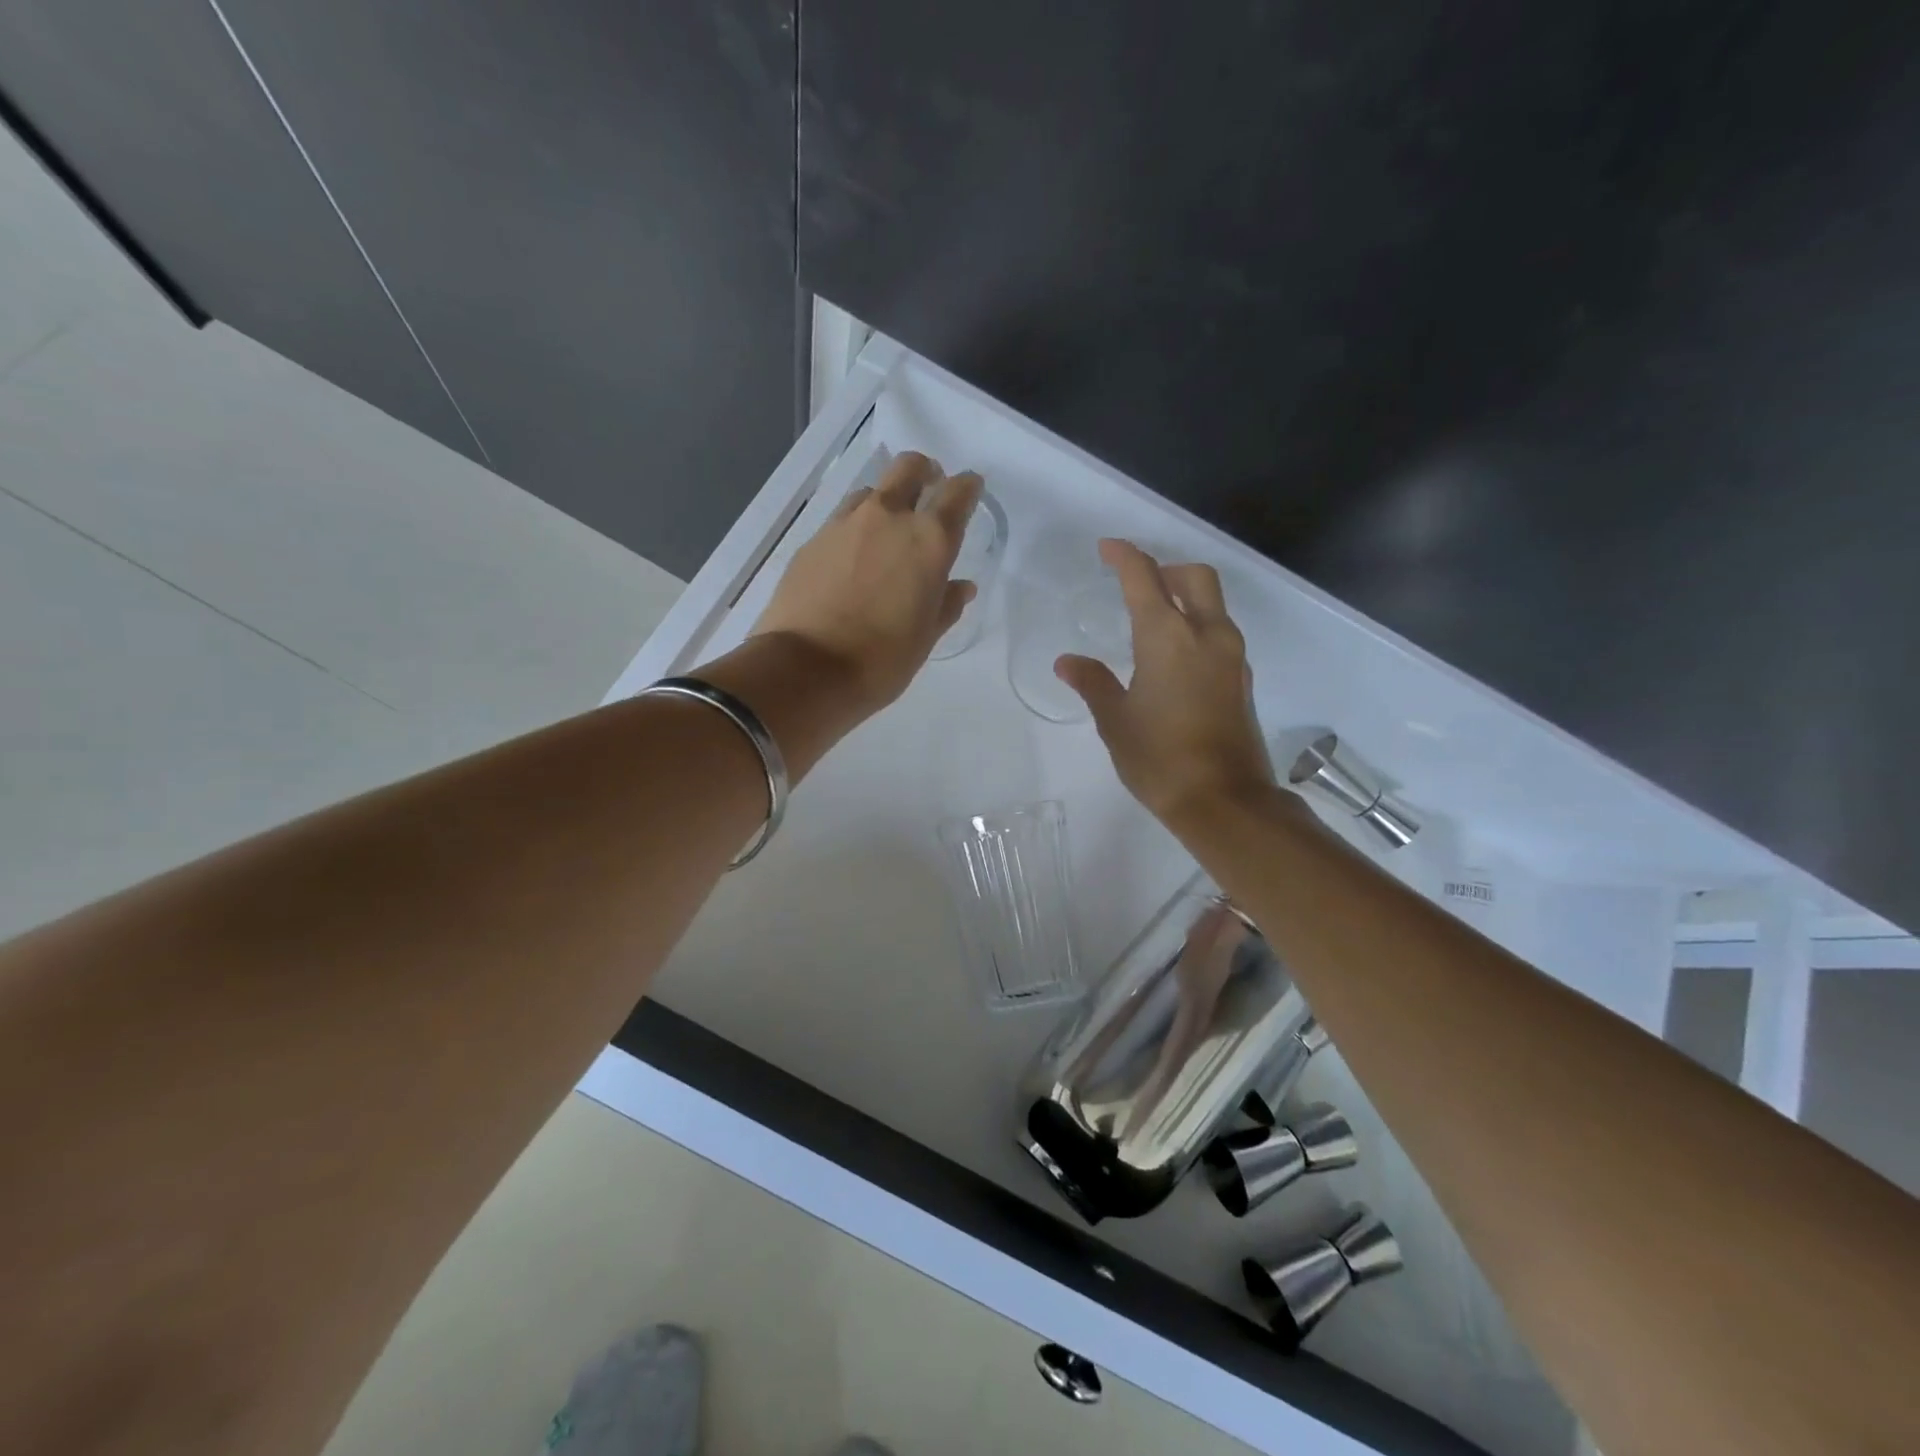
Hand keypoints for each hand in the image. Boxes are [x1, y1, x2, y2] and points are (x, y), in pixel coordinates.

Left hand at [753, 451, 981, 714]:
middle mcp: (888, 518)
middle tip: (928, 492)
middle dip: (924, 472)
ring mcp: (844, 525)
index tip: (971, 490)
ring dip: (885, 501)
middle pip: (908, 467)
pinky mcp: (812, 541)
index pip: (957, 493)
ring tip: (886, 532)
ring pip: (871, 491)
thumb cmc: (881, 660)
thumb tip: (960, 586)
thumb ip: (946, 604)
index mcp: (928, 541)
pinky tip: (852, 560)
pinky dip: (854, 530)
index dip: (968, 487)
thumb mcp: (925, 638)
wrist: (806, 669)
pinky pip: (841, 521)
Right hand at [1055, 540, 1275, 825]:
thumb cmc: (1159, 758)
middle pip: (1194, 577)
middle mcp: (1206, 635)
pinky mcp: (1242, 680)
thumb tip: (1067, 662)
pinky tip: (1175, 658)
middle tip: (1138, 584)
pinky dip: (1197, 627)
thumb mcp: (1115, 720)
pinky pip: (1219, 634)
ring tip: (1153, 621)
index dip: (1124, 556)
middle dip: (1166, 569)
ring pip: (1213, 605)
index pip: (1145, 577)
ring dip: (1186, 598)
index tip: (1107, 548)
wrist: (1223, 800)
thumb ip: (1092, 683)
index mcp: (1168, 636)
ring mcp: (1231, 656)